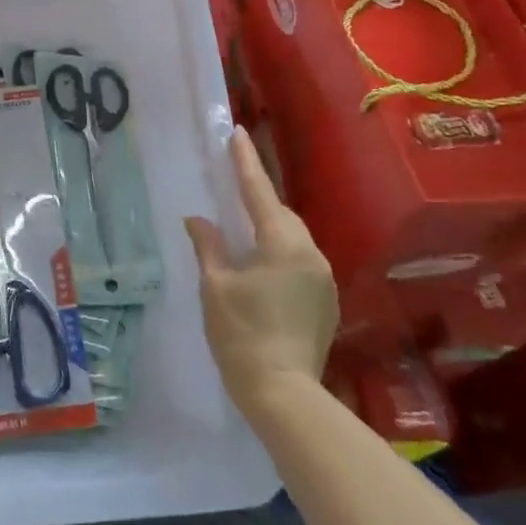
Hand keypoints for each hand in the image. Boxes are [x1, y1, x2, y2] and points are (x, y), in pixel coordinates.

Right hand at [184, 126, 337, 415]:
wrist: (283, 392)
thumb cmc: (241, 334)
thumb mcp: (215, 286)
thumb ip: (208, 246)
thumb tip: (198, 220)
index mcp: (282, 244)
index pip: (259, 192)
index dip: (246, 161)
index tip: (237, 133)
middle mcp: (310, 254)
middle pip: (281, 214)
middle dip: (258, 198)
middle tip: (234, 185)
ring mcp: (323, 278)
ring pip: (293, 237)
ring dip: (270, 228)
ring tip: (244, 230)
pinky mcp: (327, 300)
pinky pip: (301, 260)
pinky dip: (280, 252)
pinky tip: (262, 266)